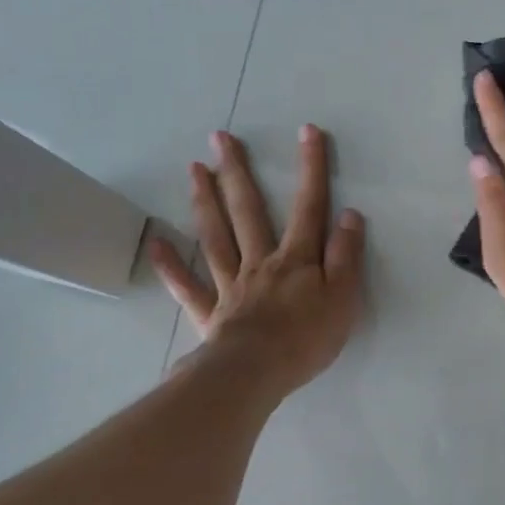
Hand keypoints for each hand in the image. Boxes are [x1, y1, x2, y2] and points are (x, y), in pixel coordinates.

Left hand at [149, 125, 365, 396]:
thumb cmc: (307, 339)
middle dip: (238, 173)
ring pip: (216, 237)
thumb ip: (346, 256)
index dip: (311, 169)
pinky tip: (156, 243)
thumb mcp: (343, 298)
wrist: (257, 372)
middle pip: (248, 212)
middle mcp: (260, 262)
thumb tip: (349, 215)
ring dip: (206, 202)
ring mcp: (231, 285)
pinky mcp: (211, 313)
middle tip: (220, 138)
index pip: (308, 208)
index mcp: (296, 260)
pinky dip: (171, 266)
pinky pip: (188, 287)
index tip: (307, 131)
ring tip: (195, 169)